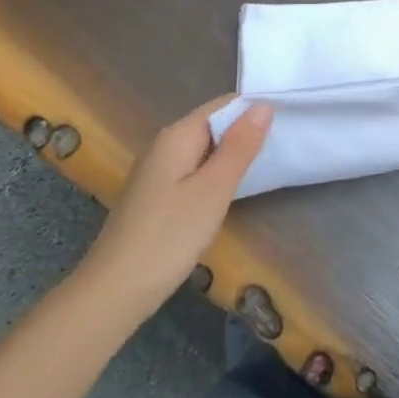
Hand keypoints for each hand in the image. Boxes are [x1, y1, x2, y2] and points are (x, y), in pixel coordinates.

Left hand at [71, 97, 272, 321]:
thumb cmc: (169, 237)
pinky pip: (192, 170)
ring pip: (203, 150)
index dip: (254, 110)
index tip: (285, 124)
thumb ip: (240, 146)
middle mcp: (163, 145)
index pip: (223, 105)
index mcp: (177, 136)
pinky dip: (214, 175)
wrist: (113, 292)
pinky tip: (228, 194)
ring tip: (263, 169)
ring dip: (231, 156)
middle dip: (245, 133)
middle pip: (213, 125)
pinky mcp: (155, 196)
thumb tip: (263, 105)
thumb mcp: (213, 189)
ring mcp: (156, 171)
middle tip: (281, 149)